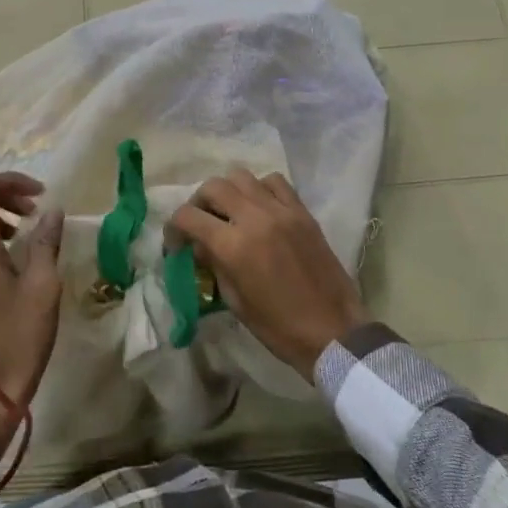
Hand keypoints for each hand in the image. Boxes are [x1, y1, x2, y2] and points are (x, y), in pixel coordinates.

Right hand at [168, 169, 366, 381]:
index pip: (189, 217)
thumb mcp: (236, 302)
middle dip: (198, 202)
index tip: (175, 242)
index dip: (174, 227)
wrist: (333, 331)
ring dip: (227, 190)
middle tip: (200, 223)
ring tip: (228, 211)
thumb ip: (214, 266)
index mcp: (234, 246)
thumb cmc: (279, 327)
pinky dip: (259, 188)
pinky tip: (259, 207)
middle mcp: (255, 218)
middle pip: (213, 187)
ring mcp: (281, 211)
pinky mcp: (302, 211)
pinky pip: (275, 182)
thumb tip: (200, 245)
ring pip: (242, 176)